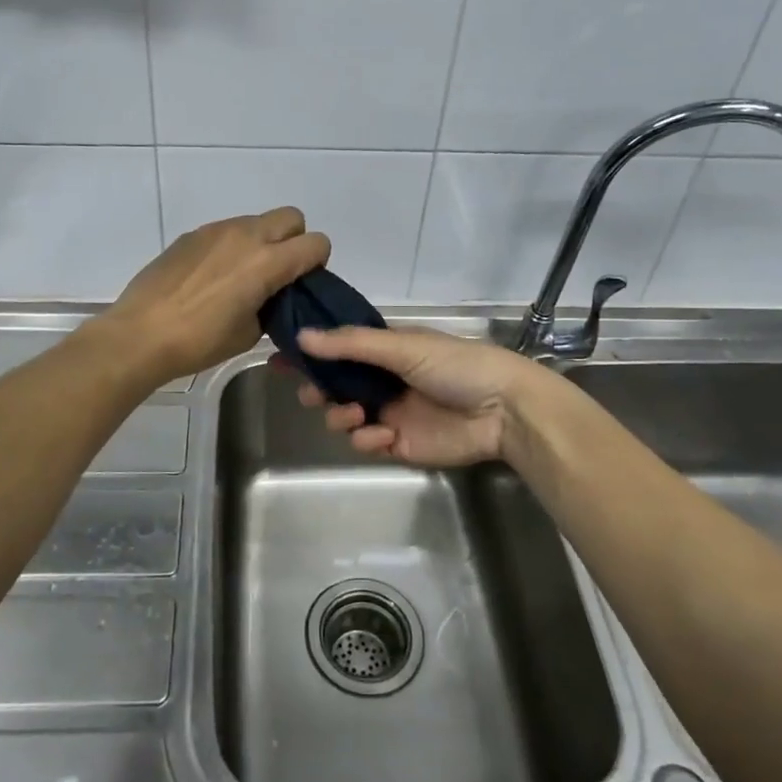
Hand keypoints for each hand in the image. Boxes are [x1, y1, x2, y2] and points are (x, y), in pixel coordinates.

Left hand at [100, 208, 330, 381]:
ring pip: (257, 221)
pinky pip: (226, 231)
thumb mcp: (249, 333)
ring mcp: (216, 231)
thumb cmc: (200, 341)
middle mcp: (246, 235)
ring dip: (261, 242)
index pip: (316, 243)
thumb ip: (271, 306)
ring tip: (241, 277)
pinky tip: (212, 278)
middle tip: (279, 273)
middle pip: (291, 217)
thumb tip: (271, 297)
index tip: (303, 283)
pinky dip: (232, 247)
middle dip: (294, 241)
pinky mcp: (192, 235)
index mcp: (267, 261)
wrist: (140, 334)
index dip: (318, 262)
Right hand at [291, 326, 543, 467]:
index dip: (309, 354)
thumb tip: (301, 337)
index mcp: (385, 350)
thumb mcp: (403, 346)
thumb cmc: (455, 365)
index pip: (337, 349)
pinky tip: (384, 435)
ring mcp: (389, 413)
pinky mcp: (398, 445)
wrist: (502, 410)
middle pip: (333, 386)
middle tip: (313, 393)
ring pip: (343, 416)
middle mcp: (382, 380)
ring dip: (340, 416)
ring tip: (354, 415)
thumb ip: (351, 344)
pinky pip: (365, 443)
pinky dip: (367, 440)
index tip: (278, 358)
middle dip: (318, 390)